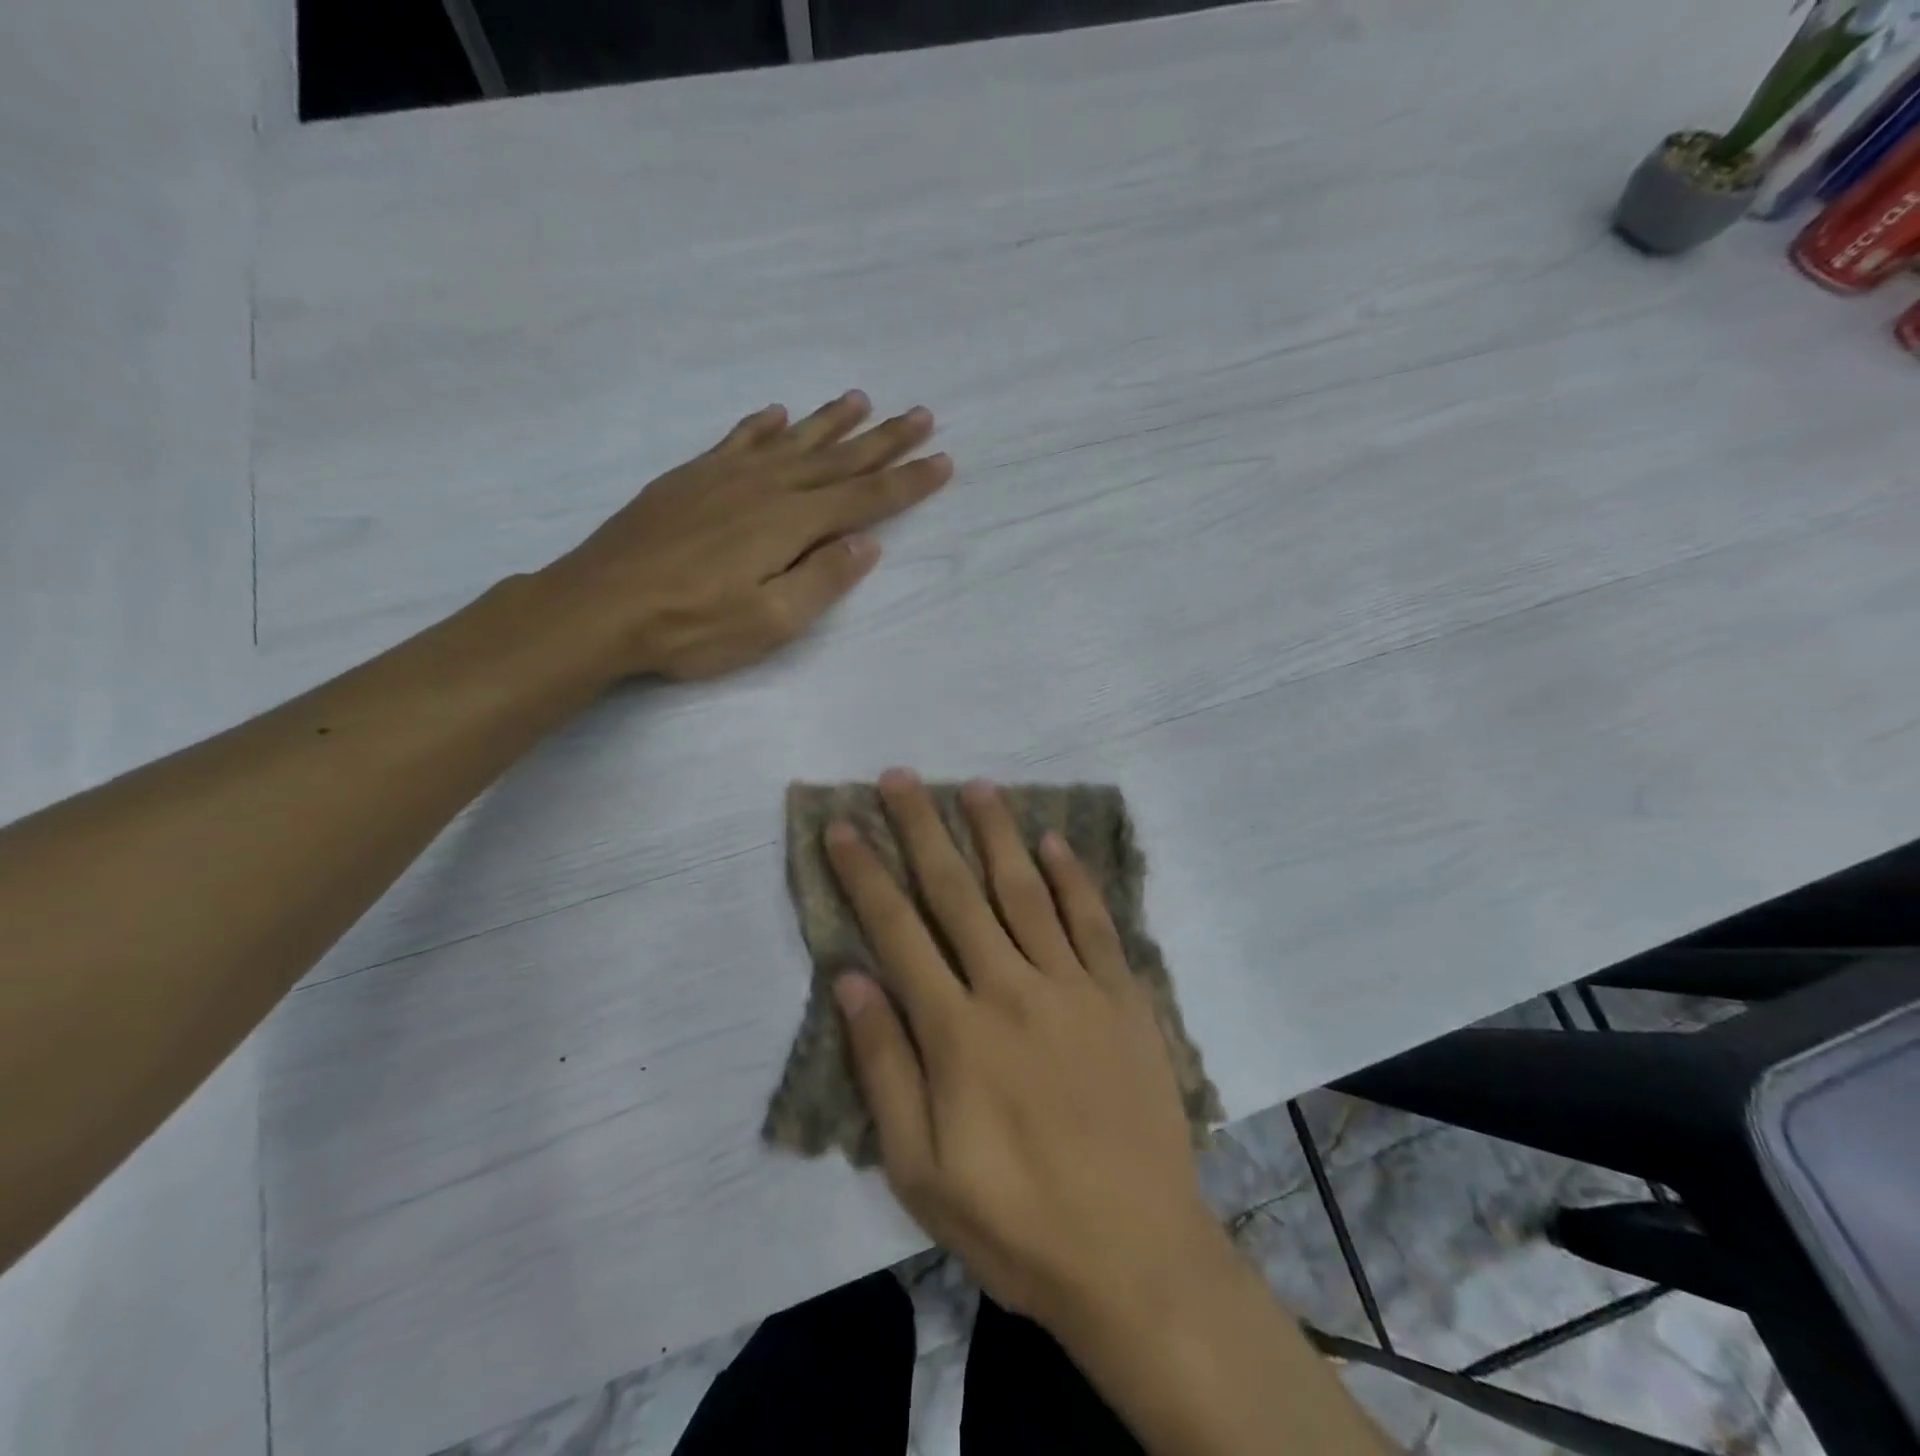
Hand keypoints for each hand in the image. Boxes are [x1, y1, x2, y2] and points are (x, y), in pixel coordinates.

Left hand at [537, 392, 949, 679]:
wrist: (599, 606)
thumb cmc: (692, 626)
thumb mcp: (771, 621)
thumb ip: (823, 578)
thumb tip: (867, 542)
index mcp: (791, 523)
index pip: (865, 498)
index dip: (907, 481)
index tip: (942, 460)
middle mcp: (765, 487)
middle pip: (838, 459)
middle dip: (884, 440)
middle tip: (921, 415)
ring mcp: (724, 477)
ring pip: (793, 441)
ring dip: (832, 422)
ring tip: (862, 400)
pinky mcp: (691, 478)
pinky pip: (739, 440)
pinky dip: (764, 425)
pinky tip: (777, 414)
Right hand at [824, 770, 1226, 1338]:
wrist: (1138, 1256)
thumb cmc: (1016, 1222)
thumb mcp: (920, 1170)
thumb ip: (884, 1068)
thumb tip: (850, 980)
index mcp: (957, 1032)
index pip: (897, 931)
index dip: (866, 873)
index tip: (844, 826)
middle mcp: (1012, 989)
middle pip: (957, 892)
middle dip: (923, 830)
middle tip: (901, 778)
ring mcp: (1074, 987)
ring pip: (1025, 891)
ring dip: (997, 834)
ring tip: (975, 786)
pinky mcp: (1122, 996)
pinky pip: (1092, 922)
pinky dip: (1072, 877)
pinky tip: (1053, 842)